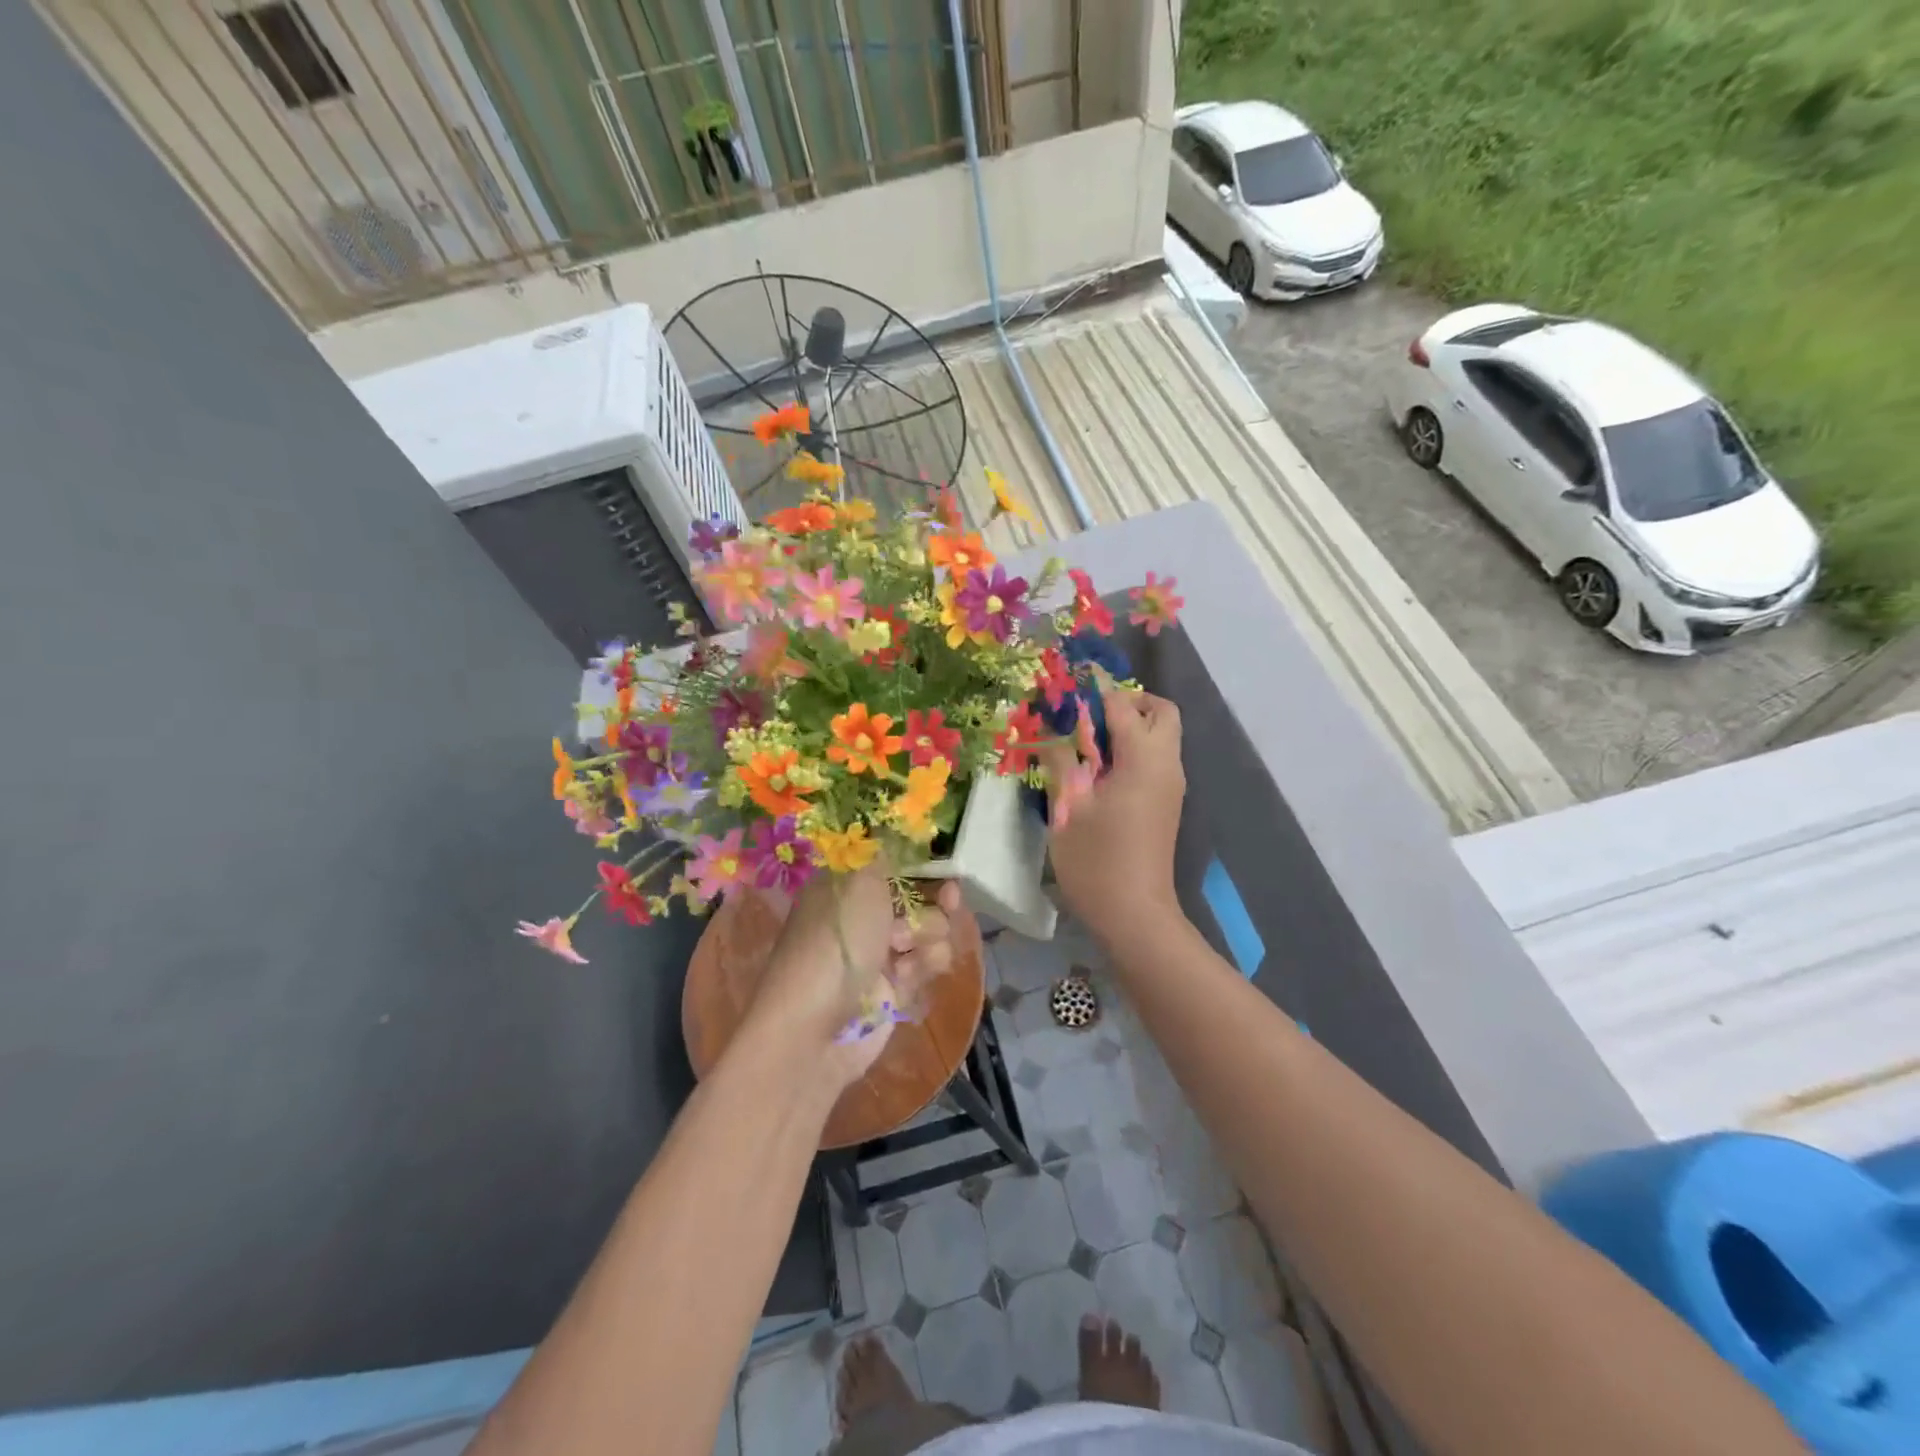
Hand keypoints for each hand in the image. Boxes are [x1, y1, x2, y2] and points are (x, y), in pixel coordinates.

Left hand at [747, 869, 960, 1089]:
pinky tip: (906, 976)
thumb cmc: (835, 943)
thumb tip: (891, 825)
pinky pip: (925, 964)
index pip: (890, 861)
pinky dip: (921, 967)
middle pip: (918, 895)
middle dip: (935, 898)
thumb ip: (883, 852)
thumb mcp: (859, 882)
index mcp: (845, 885)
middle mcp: (862, 915)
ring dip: (927, 936)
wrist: (814, 1030)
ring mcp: (878, 953)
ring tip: (905, 950)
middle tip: (950, 896)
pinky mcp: (894, 988)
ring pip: (928, 930)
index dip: (920, 859)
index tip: (943, 858)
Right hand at [1039, 689, 1185, 947]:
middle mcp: (1166, 765)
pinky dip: (1134, 748)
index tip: (1073, 676)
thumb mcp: (1068, 808)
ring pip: (1162, 735)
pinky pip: (1156, 758)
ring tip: (1087, 741)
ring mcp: (1171, 785)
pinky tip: (1100, 769)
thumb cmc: (1096, 861)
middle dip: (1128, 702)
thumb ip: (1061, 762)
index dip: (1098, 687)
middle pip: (1161, 712)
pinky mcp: (1167, 802)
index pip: (1124, 705)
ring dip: (1131, 725)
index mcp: (1143, 760)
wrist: (1134, 915)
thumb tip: (1051, 733)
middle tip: (1088, 714)